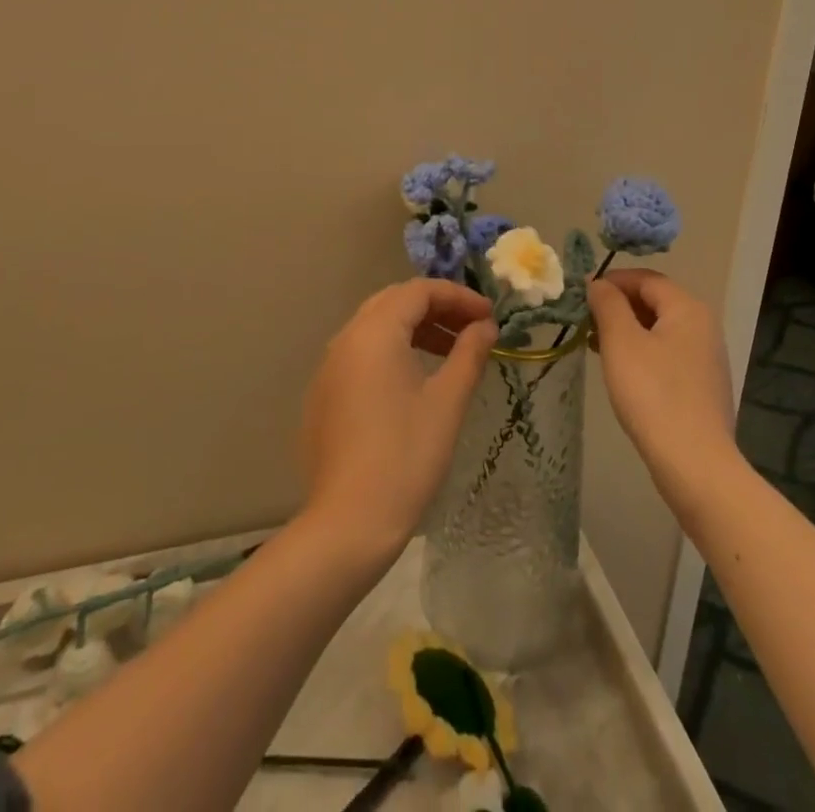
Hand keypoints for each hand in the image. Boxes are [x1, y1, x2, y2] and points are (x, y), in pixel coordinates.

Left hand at [299, 279, 496, 562]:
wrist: (349, 522)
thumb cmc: (406, 456)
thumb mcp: (447, 402)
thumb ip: (469, 354)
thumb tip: (485, 326)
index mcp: (374, 332)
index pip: (419, 291)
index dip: (458, 296)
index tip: (490, 316)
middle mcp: (345, 339)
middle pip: (394, 302)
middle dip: (436, 308)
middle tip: (472, 327)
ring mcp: (329, 367)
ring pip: (376, 327)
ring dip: (415, 329)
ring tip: (451, 352)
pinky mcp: (324, 394)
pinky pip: (361, 353)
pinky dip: (392, 351)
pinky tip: (415, 379)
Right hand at [587, 269, 734, 489]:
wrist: (694, 464)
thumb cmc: (653, 393)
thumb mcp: (621, 341)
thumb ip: (607, 304)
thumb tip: (599, 284)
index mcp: (688, 309)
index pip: (646, 279)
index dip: (612, 281)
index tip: (581, 295)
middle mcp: (703, 327)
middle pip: (654, 302)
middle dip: (617, 306)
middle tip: (585, 322)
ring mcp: (706, 358)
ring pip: (658, 330)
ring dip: (625, 331)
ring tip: (595, 346)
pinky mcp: (702, 386)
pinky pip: (666, 355)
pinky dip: (640, 353)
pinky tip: (620, 371)